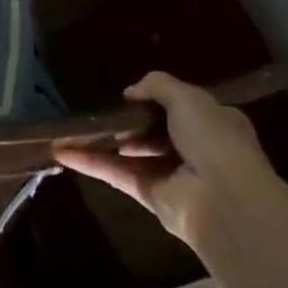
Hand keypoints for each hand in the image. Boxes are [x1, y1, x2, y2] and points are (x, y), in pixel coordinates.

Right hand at [54, 71, 286, 250]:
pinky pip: (117, 174)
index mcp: (213, 123)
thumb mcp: (188, 97)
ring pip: (131, 152)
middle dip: (127, 120)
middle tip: (99, 110)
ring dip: (103, 140)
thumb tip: (130, 92)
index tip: (129, 94)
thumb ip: (157, 85)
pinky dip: (91, 163)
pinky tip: (62, 151)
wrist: (225, 201)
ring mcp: (171, 173)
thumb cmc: (214, 140)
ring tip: (72, 127)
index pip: (181, 106)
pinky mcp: (150, 195)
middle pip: (153, 130)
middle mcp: (194, 148)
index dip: (155, 99)